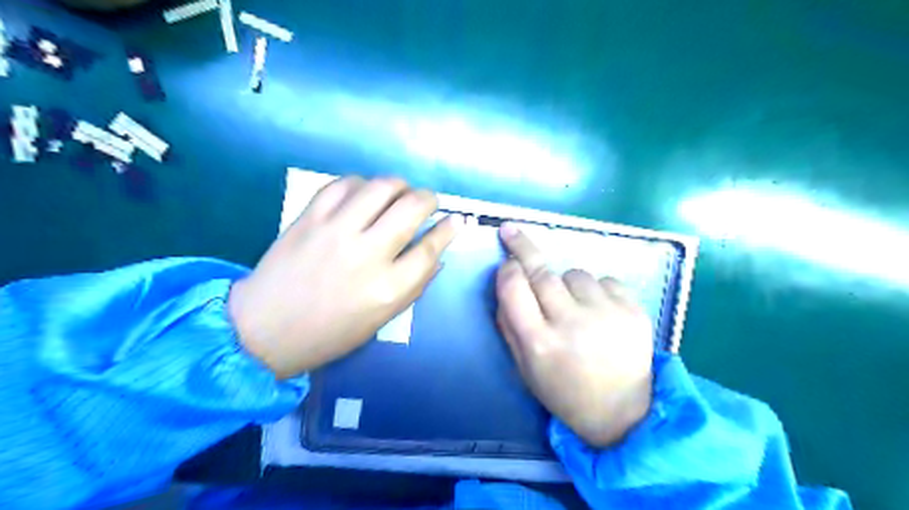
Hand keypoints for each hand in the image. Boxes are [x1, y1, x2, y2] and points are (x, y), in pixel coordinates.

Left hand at [227, 176, 462, 378]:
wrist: (265, 329)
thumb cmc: (330, 332)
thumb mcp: (381, 319)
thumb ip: (414, 286)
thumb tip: (437, 255)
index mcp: (387, 288)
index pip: (430, 248)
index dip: (448, 229)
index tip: (455, 220)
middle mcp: (366, 254)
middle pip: (411, 208)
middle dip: (428, 199)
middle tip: (427, 203)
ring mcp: (335, 231)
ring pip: (381, 187)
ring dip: (399, 185)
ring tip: (399, 193)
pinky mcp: (309, 218)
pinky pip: (344, 184)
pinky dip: (362, 184)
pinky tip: (364, 194)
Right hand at [495, 225, 652, 446]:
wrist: (622, 412)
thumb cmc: (564, 391)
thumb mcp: (525, 368)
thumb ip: (510, 325)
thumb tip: (505, 284)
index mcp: (539, 342)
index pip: (513, 288)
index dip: (506, 270)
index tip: (506, 263)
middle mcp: (571, 324)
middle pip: (541, 271)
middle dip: (522, 247)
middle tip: (511, 230)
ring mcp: (605, 314)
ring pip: (574, 273)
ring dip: (566, 282)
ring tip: (574, 306)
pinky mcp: (633, 311)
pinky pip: (605, 280)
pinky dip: (595, 289)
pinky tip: (598, 311)